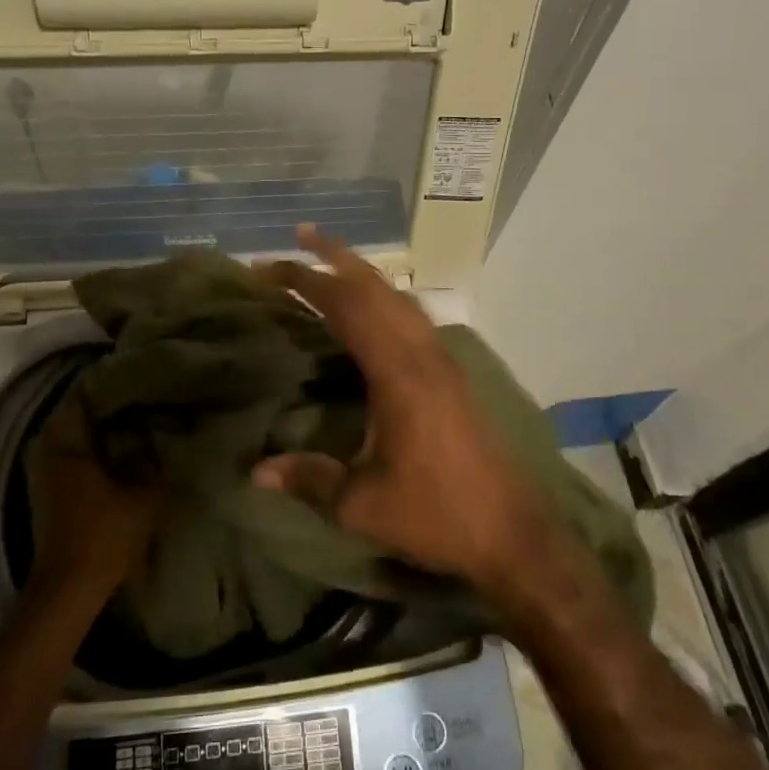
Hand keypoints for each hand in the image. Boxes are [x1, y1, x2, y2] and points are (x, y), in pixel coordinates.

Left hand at [27, 385, 162, 598]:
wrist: (69, 587)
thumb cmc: (105, 534)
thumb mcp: (145, 496)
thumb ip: (156, 464)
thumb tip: (165, 438)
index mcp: (68, 444)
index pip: (81, 397)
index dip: (107, 385)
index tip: (133, 378)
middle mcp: (48, 452)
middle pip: (72, 416)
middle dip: (100, 407)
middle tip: (133, 400)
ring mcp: (41, 474)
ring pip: (66, 437)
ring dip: (91, 430)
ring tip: (126, 424)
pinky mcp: (44, 494)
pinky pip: (64, 457)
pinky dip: (85, 451)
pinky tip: (112, 455)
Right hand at [251, 226, 555, 597]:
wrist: (514, 534)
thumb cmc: (436, 515)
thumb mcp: (362, 505)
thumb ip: (309, 480)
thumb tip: (255, 472)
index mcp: (398, 374)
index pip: (346, 308)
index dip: (307, 282)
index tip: (269, 268)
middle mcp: (423, 354)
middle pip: (376, 288)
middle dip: (336, 257)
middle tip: (300, 235)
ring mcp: (444, 361)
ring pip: (400, 298)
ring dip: (365, 274)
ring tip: (333, 261)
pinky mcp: (454, 374)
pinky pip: (415, 317)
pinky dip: (386, 298)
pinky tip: (376, 309)